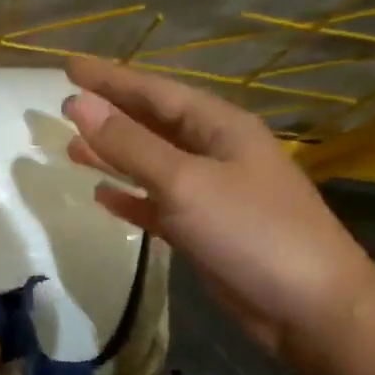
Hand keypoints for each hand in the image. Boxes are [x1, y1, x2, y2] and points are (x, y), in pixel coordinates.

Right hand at [63, 55, 374, 360]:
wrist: (310, 308)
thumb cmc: (251, 231)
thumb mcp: (185, 182)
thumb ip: (130, 145)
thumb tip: (78, 105)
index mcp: (219, 127)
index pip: (155, 91)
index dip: (110, 78)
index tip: (68, 66)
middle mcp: (215, 152)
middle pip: (153, 124)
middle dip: (110, 114)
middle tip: (64, 106)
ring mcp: (211, 193)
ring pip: (152, 165)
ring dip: (114, 156)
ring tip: (71, 148)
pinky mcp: (204, 231)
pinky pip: (158, 205)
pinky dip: (131, 199)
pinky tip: (102, 196)